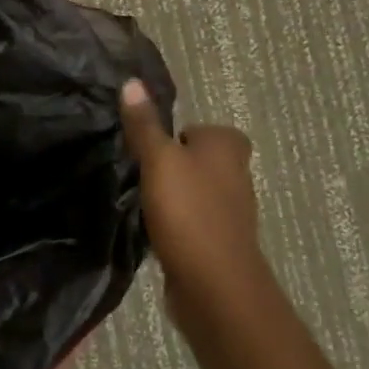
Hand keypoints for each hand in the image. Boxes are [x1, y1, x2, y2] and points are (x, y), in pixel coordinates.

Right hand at [119, 79, 265, 318]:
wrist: (214, 286)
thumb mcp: (158, 160)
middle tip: (141, 170)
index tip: (153, 147)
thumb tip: (132, 82)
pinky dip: (178, 223)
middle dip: (176, 164)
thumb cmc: (188, 212)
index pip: (205, 129)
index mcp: (228, 147)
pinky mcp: (220, 243)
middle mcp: (237, 175)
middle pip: (202, 160)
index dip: (181, 135)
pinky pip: (194, 221)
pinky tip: (155, 230)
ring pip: (198, 191)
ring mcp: (231, 212)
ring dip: (176, 195)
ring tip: (144, 200)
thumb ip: (144, 124)